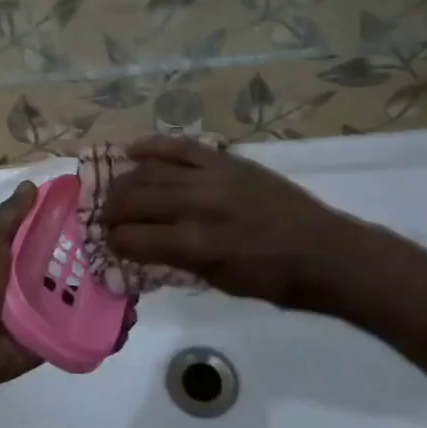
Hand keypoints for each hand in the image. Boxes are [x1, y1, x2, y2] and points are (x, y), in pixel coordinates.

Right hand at [101, 137, 372, 306]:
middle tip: (102, 216)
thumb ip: (176, 260)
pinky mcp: (226, 159)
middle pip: (138, 199)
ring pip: (153, 170)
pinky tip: (133, 150)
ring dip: (126, 180)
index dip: (115, 241)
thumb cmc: (274, 281)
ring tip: (113, 188)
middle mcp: (200, 205)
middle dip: (113, 209)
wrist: (324, 252)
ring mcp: (213, 177)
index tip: (106, 242)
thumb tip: (139, 246)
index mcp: (199, 244)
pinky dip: (154, 146)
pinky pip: (181, 146)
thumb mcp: (220, 282)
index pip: (137, 238)